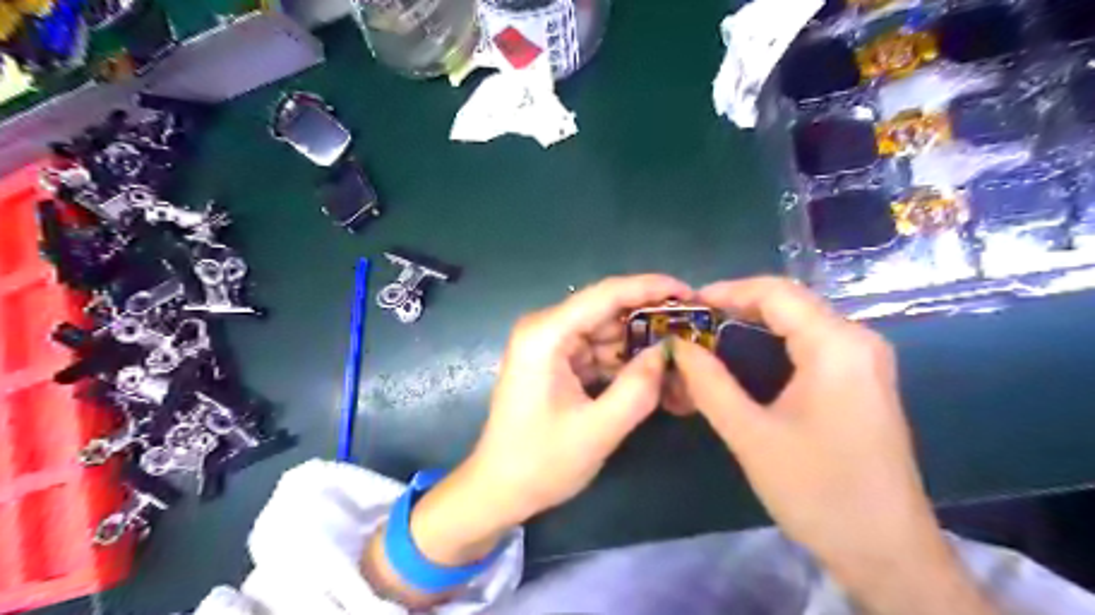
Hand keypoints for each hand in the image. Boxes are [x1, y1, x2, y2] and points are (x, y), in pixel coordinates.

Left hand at [404, 274, 690, 565]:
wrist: (498, 489)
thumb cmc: (540, 462)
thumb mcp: (598, 429)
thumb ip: (639, 387)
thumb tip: (669, 351)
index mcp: (546, 334)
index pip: (606, 294)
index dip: (651, 288)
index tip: (690, 292)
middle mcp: (545, 329)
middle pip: (607, 310)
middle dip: (650, 320)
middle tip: (694, 330)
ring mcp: (549, 345)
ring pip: (606, 332)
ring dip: (640, 344)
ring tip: (682, 354)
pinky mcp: (555, 362)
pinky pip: (597, 351)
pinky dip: (623, 362)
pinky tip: (653, 373)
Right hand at [673, 278, 997, 614]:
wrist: (887, 551)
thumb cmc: (817, 490)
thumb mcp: (750, 434)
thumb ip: (709, 383)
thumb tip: (678, 346)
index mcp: (836, 345)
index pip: (776, 293)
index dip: (727, 291)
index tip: (688, 304)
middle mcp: (858, 340)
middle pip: (791, 302)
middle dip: (739, 304)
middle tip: (695, 322)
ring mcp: (865, 360)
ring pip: (802, 320)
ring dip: (755, 321)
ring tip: (712, 334)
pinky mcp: (863, 379)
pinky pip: (814, 341)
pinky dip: (775, 340)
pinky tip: (747, 355)